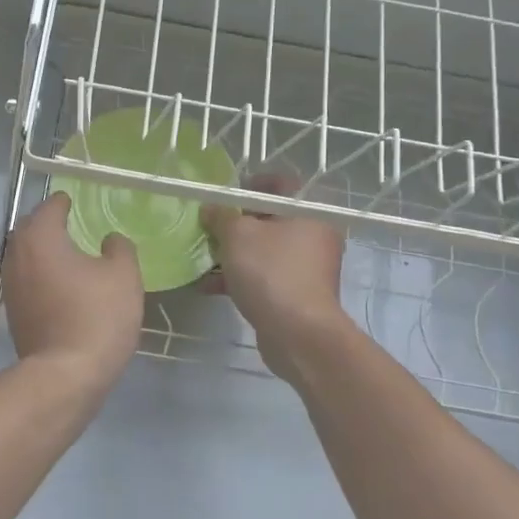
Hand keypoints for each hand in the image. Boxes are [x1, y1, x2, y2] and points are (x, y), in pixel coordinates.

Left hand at [1, 192, 143, 394]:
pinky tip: (58, 284)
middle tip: (68, 223)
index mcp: (40, 238)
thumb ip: (119, 249)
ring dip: (40, 250)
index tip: (73, 201)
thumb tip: (110, 239)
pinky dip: (38, 274)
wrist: (65, 375)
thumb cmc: (96, 317)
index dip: (63, 202)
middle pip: (28, 229)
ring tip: (65, 253)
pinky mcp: (13, 312)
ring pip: (23, 256)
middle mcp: (17, 256)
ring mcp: (10, 286)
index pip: (49, 208)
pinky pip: (24, 280)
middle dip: (46, 223)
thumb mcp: (123, 276)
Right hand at [202, 174, 349, 377]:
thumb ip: (221, 216)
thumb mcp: (237, 235)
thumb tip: (211, 209)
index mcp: (308, 212)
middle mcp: (314, 235)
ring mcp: (308, 267)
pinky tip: (210, 286)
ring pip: (265, 251)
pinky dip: (240, 278)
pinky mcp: (297, 294)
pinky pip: (265, 277)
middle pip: (270, 219)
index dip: (249, 186)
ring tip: (204, 260)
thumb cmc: (271, 272)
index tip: (224, 197)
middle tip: (210, 229)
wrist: (298, 334)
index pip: (280, 185)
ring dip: (234, 254)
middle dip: (236, 225)